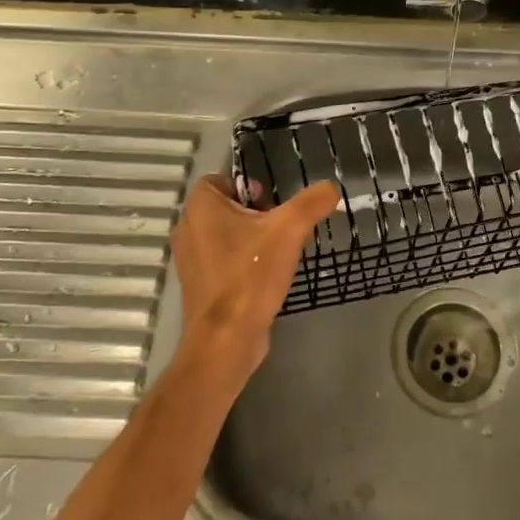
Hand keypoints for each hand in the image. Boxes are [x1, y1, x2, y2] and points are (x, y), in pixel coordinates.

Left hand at [169, 174, 339, 384]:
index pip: (222, 180)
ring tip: (275, 253)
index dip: (249, 186)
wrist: (226, 340)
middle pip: (226, 207)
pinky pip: (221, 260)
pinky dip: (241, 262)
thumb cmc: (251, 275)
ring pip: (225, 235)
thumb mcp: (289, 230)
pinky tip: (264, 277)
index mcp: (200, 207)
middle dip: (254, 214)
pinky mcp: (198, 286)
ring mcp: (190, 260)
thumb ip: (312, 203)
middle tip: (278, 228)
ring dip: (249, 239)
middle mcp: (188, 229)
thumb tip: (331, 188)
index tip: (271, 204)